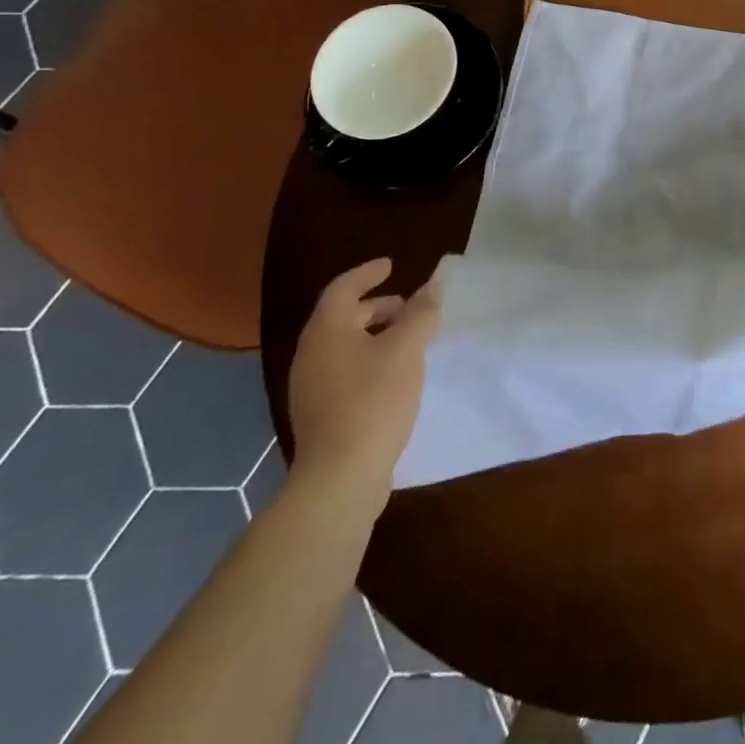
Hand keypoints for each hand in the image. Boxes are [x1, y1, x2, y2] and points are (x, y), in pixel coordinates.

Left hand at [287, 258, 440, 515]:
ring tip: (408, 340)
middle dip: (376, 307)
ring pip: (344, 347)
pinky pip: (344, 372)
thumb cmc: (373, 400)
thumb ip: (421, 313)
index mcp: (326, 331)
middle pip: (342, 317)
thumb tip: (433, 284)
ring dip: (374, 335)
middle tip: (407, 305)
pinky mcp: (320, 415)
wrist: (340, 477)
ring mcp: (311, 387)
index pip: (343, 288)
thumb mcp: (406, 349)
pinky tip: (395, 376)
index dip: (368, 273)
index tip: (391, 265)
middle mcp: (311, 354)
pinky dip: (369, 360)